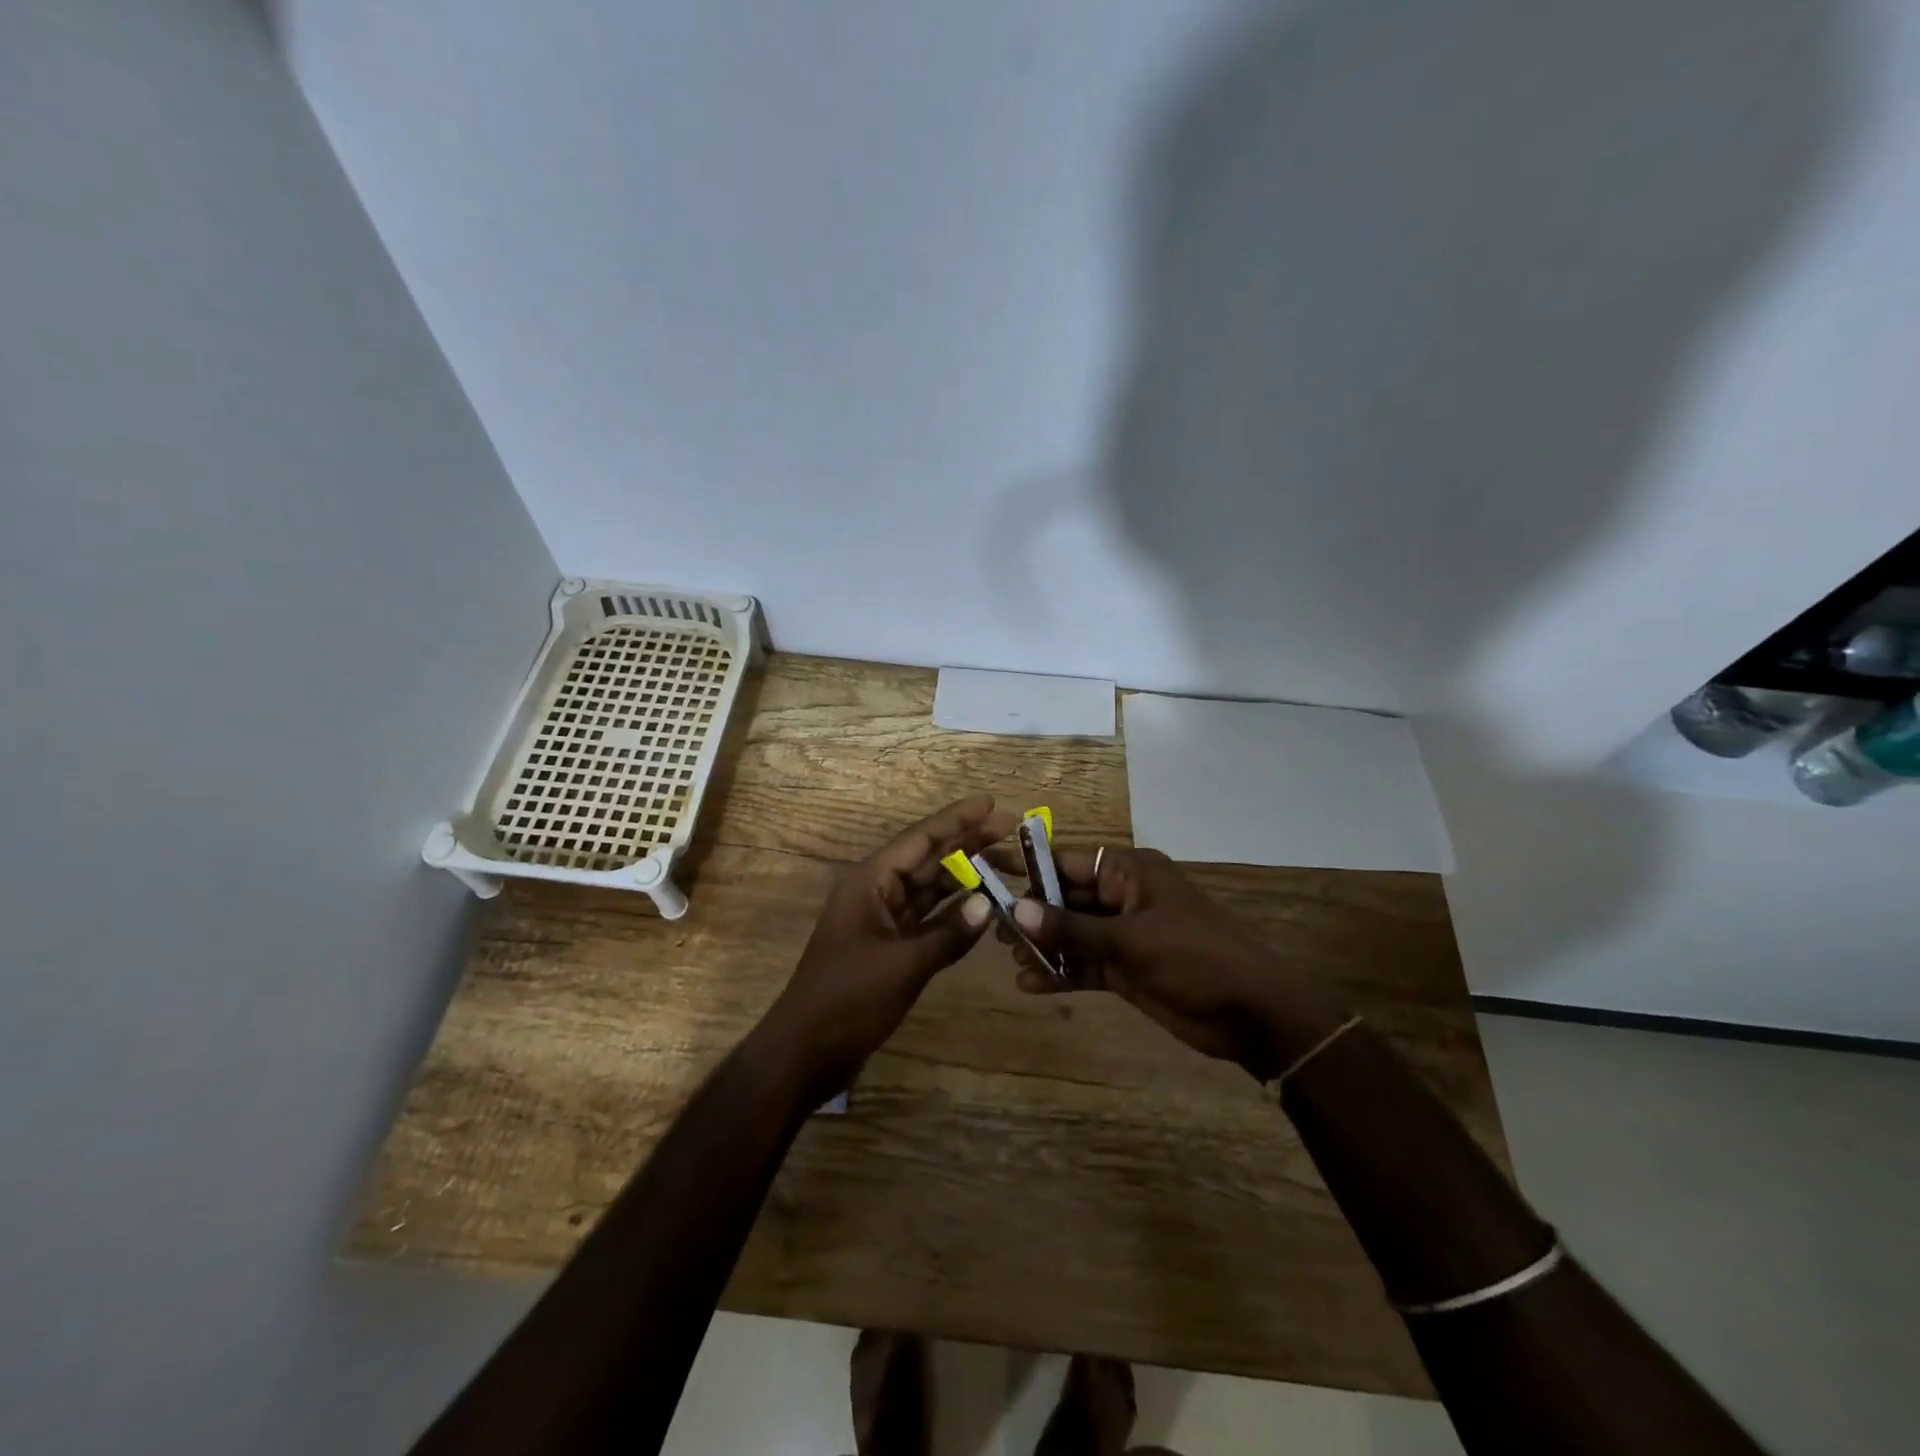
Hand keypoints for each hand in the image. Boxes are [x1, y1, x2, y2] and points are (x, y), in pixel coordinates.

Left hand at [759, 795, 1016, 1098]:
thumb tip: (991, 905)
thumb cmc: (848, 1000)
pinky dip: (954, 912)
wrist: (805, 1052)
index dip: (956, 819)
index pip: (920, 839)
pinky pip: (928, 918)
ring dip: (965, 875)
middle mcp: (877, 892)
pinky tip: (984, 905)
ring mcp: (883, 920)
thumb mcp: (903, 965)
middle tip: (1012, 829)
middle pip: (928, 858)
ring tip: (1006, 861)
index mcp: (870, 881)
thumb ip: (949, 934)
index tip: (992, 803)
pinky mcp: (890, 947)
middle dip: (968, 843)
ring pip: (930, 887)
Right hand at [1003, 847, 1347, 1080]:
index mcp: (1130, 872)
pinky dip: (1062, 973)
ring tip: (1009, 959)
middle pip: (1066, 899)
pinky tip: (1031, 985)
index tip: (990, 875)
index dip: (1031, 868)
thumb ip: (1072, 928)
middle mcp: (1123, 898)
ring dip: (1044, 946)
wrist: (1251, 1013)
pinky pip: (1085, 965)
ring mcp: (1124, 935)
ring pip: (1073, 934)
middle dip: (1033, 914)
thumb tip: (1017, 910)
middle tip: (992, 929)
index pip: (1069, 861)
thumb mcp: (1131, 939)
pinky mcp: (1126, 968)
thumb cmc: (1195, 957)